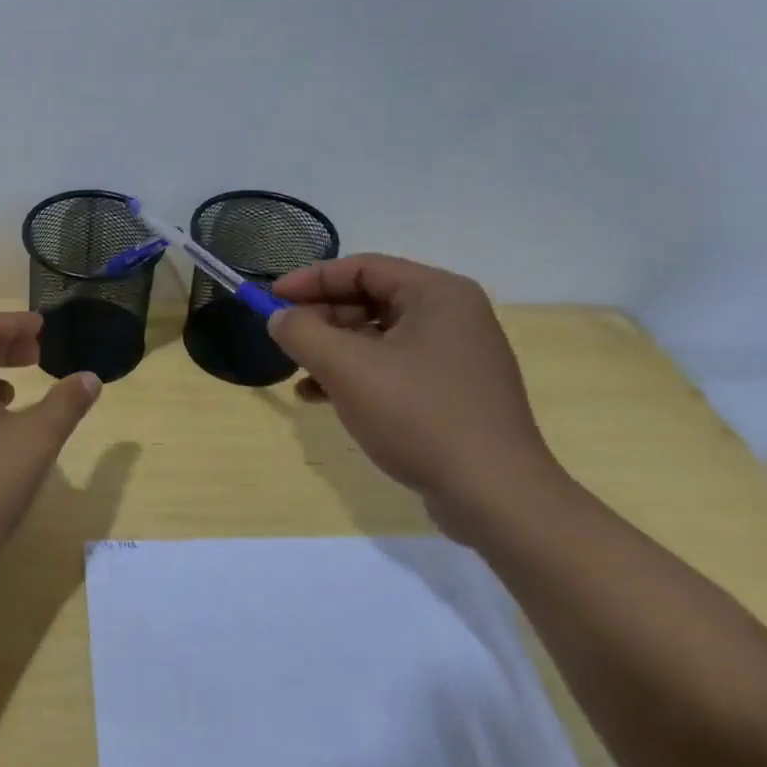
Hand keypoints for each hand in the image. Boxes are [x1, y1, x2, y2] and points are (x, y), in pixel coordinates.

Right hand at [267, 255, 571, 534]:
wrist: (496, 498)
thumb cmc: (419, 416)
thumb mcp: (346, 368)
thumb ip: (302, 332)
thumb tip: (279, 317)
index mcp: (437, 294)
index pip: (361, 268)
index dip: (310, 280)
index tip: (271, 299)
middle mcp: (451, 315)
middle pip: (369, 300)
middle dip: (321, 319)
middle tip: (285, 340)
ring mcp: (455, 356)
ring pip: (377, 337)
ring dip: (333, 351)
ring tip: (299, 375)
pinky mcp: (452, 392)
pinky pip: (393, 368)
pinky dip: (356, 376)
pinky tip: (324, 399)